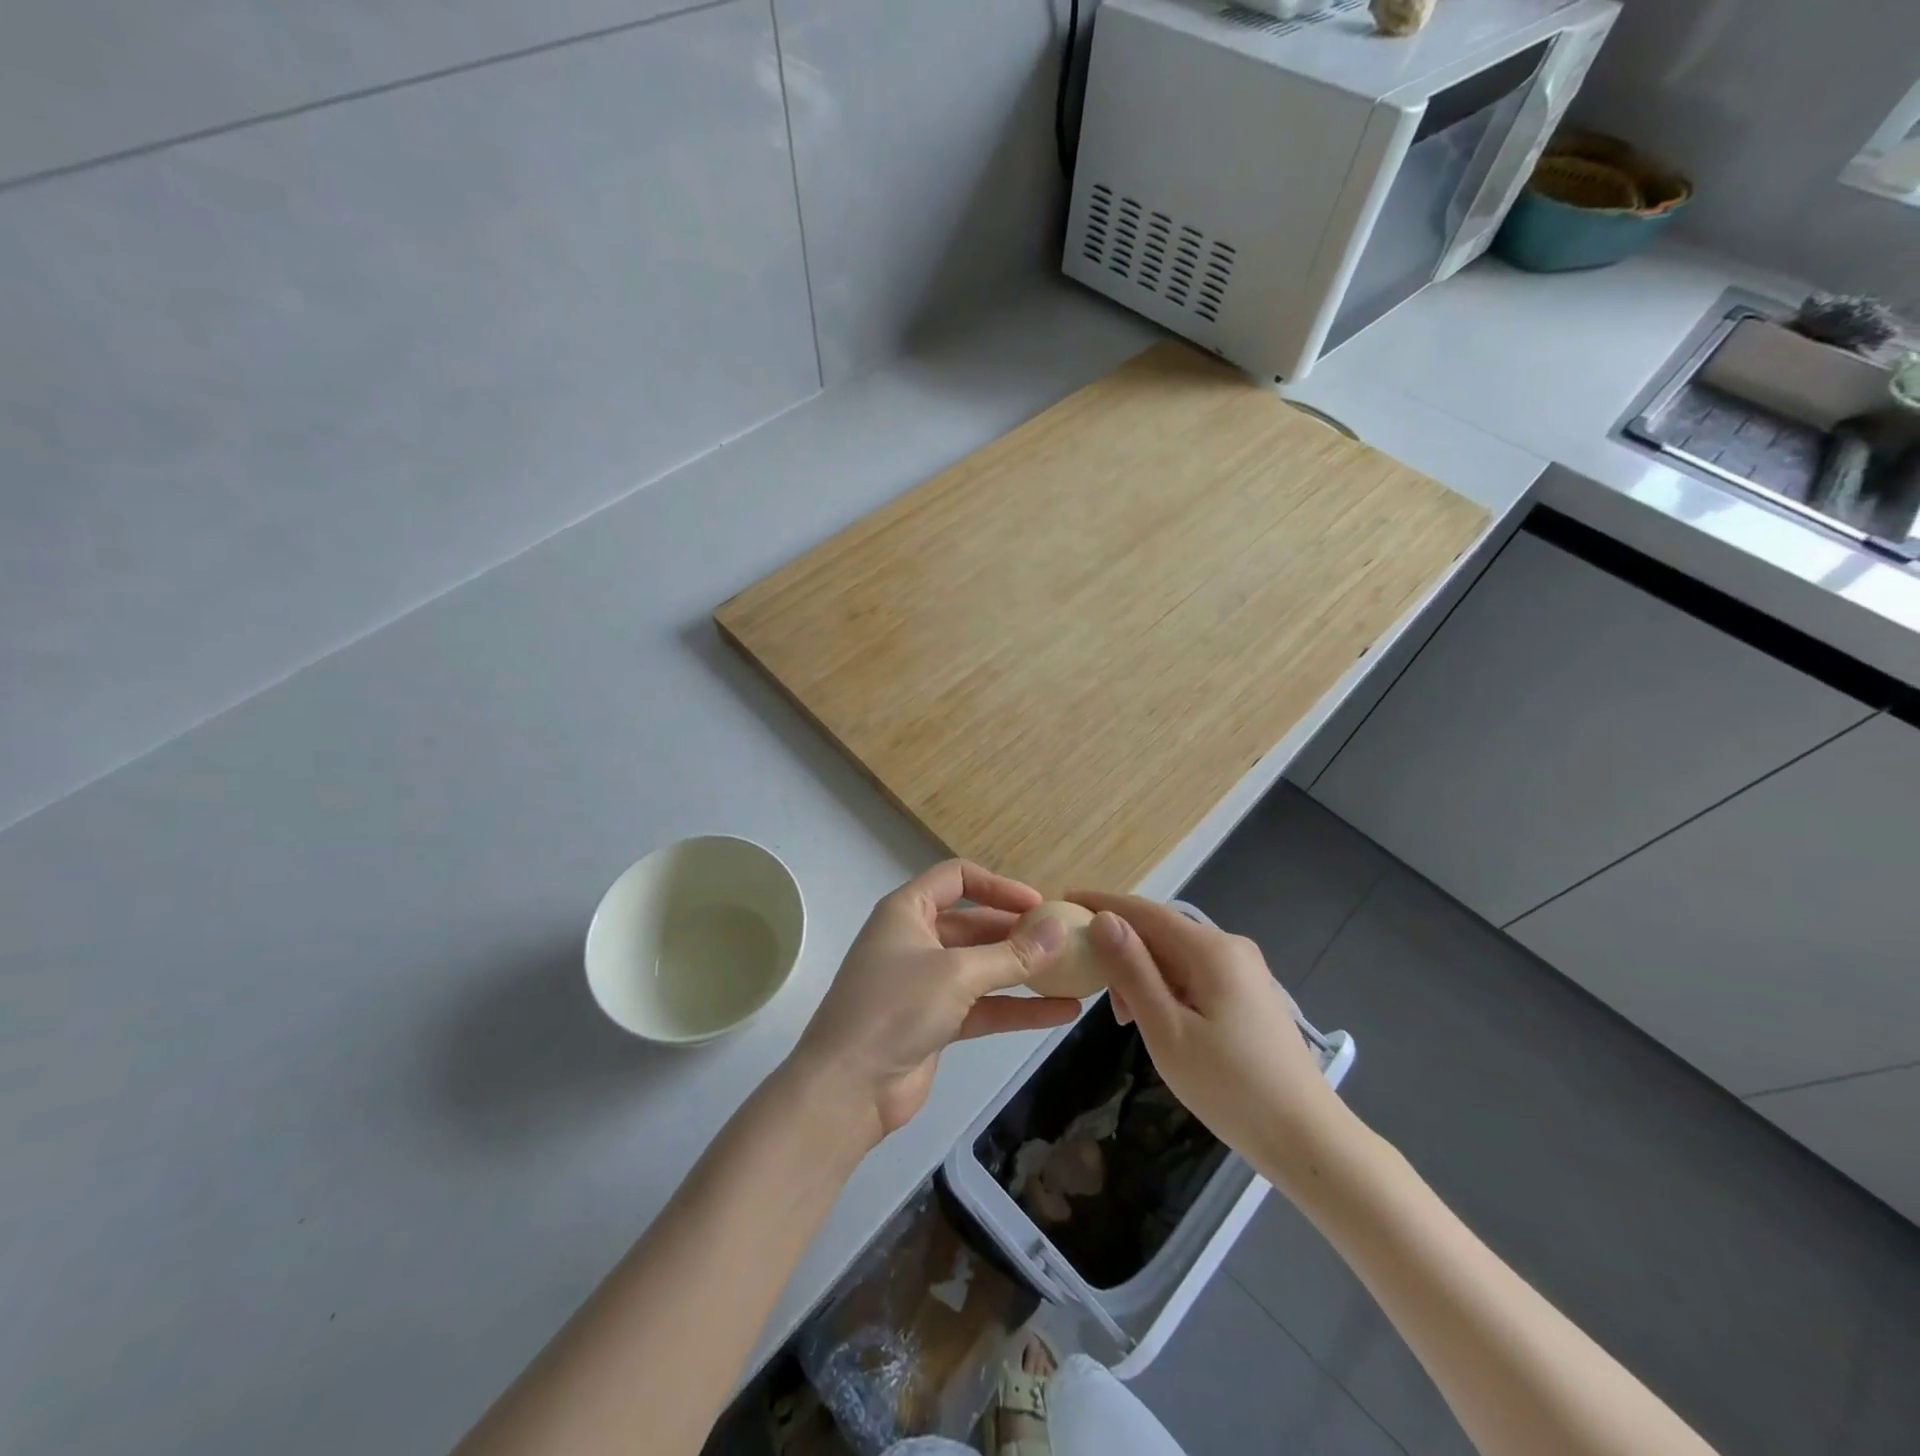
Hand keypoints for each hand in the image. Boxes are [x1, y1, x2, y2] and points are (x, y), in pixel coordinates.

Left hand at [788, 861, 1082, 1145]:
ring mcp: (925, 983)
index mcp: (907, 911)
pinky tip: (1062, 1013)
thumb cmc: (895, 1008)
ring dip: (1023, 972)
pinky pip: (984, 1006)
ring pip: (983, 968)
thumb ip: (1012, 954)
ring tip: (1073, 973)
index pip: (957, 879)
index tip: (1040, 904)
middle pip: (975, 924)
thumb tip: (1061, 929)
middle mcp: (916, 940)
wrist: (848, 1089)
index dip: (999, 886)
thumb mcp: (958, 973)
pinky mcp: (936, 1022)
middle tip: (1065, 941)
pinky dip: (1018, 1009)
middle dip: (1018, 932)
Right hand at [1069, 892, 1352, 1189]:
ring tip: (1123, 1015)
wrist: (1306, 1139)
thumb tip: (1102, 919)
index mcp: (1211, 949)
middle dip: (1121, 947)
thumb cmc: (1230, 1088)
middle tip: (1088, 981)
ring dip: (1142, 973)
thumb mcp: (1167, 1030)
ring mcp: (1243, 971)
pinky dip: (1165, 987)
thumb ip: (1132, 971)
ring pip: (1176, 955)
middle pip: (1161, 931)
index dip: (1102, 903)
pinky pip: (1194, 974)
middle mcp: (1230, 948)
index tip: (1064, 899)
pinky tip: (1155, 1018)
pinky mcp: (1248, 995)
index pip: (1145, 911)